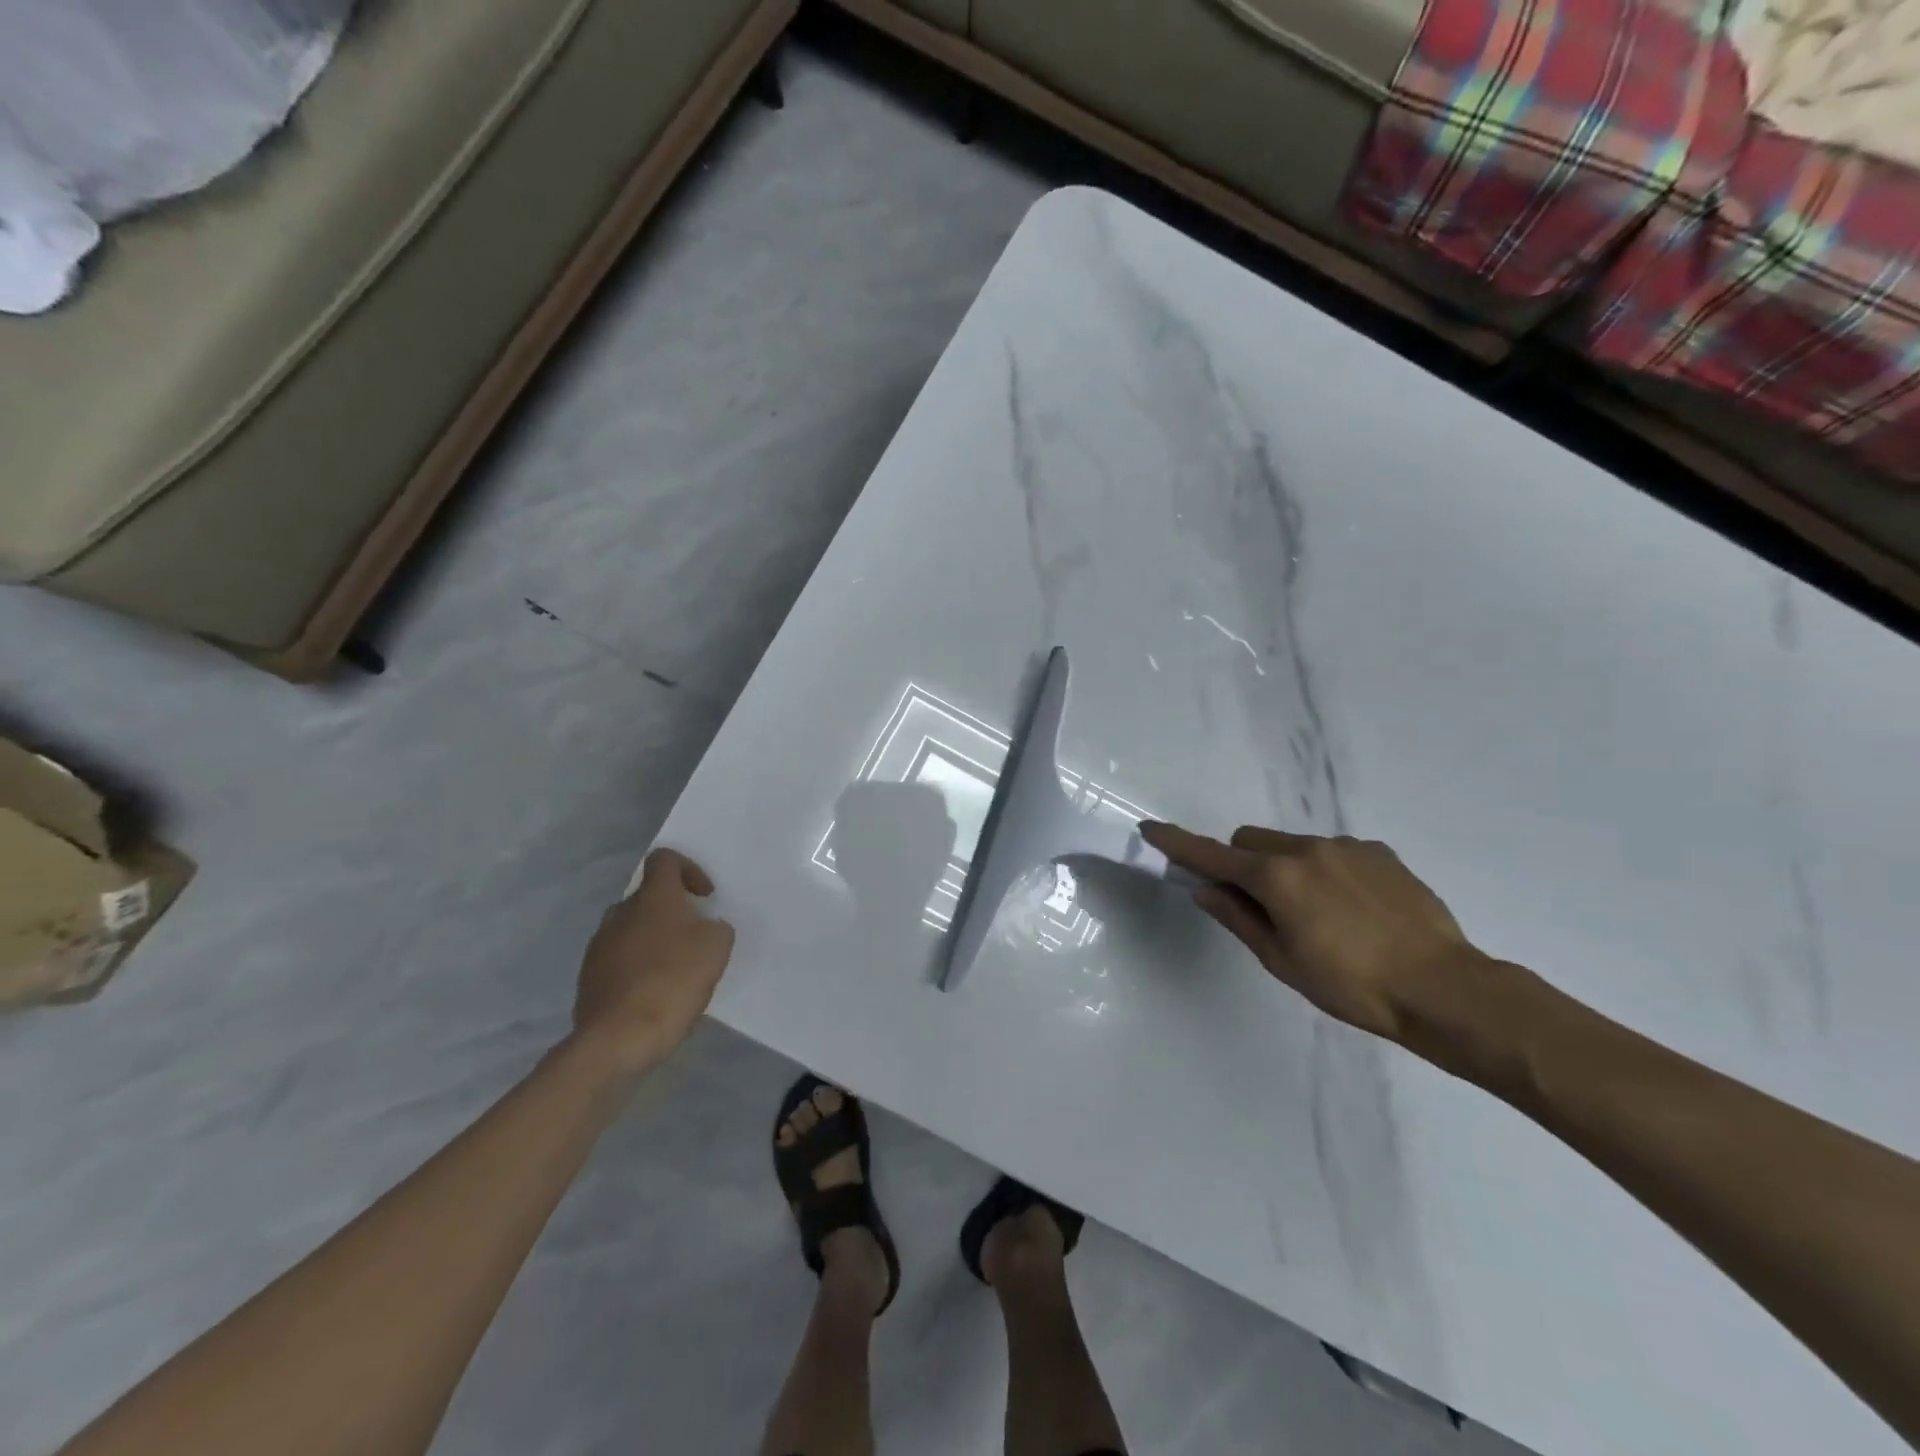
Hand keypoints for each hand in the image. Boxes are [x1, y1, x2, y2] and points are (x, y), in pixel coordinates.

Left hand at [571, 848, 735, 1073]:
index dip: (688, 869)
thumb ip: (715, 928)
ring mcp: (599, 945)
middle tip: (694, 936)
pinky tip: (654, 992)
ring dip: (654, 939)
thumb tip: (704, 928)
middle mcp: (620, 912)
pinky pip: (619, 958)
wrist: (617, 1039)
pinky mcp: (588, 976)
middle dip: (672, 910)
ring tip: (675, 968)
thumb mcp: (716, 948)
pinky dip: (638, 966)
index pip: (664, 859)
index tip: (704, 897)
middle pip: (648, 896)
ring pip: (632, 928)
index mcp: (653, 898)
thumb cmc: (673, 981)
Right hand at [1141, 822, 1481, 1043]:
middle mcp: (1306, 849)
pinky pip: (1332, 851)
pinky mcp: (1379, 852)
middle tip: (1260, 906)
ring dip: (1286, 868)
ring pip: (1292, 845)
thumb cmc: (1351, 985)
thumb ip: (1238, 918)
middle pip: (1251, 841)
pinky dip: (1325, 871)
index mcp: (1276, 877)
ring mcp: (1346, 846)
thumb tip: (1205, 889)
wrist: (1444, 988)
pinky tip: (1354, 909)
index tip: (1151, 829)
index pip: (1212, 854)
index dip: (1178, 844)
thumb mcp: (1282, 960)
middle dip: (1242, 864)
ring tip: (1320, 916)